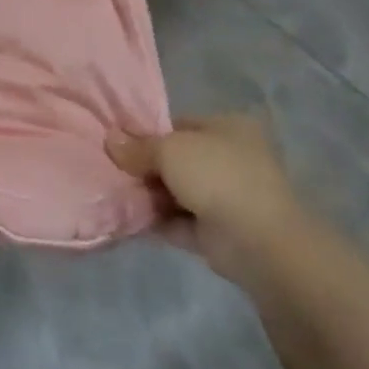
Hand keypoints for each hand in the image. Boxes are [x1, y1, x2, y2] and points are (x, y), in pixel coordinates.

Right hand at [106, 114, 312, 286]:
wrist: (259, 243)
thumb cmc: (217, 177)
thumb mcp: (170, 150)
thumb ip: (138, 147)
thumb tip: (110, 140)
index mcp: (228, 128)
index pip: (180, 125)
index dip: (148, 133)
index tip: (118, 143)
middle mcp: (231, 159)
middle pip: (177, 159)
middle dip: (147, 168)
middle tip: (113, 171)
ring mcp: (228, 198)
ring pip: (178, 192)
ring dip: (150, 196)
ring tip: (115, 195)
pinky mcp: (220, 234)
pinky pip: (180, 222)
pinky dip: (158, 222)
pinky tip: (128, 220)